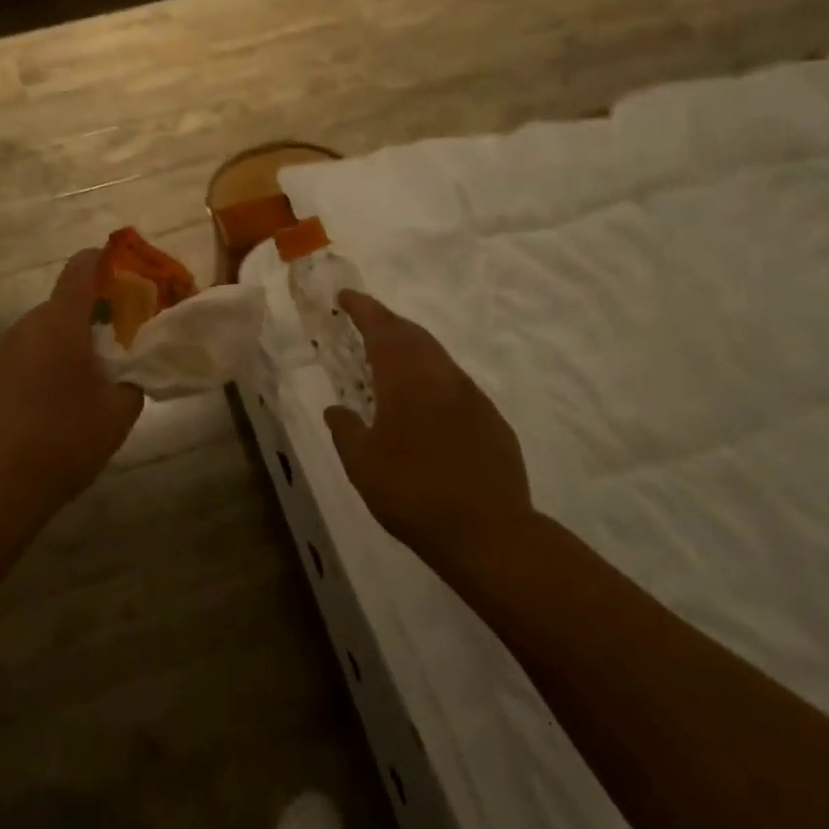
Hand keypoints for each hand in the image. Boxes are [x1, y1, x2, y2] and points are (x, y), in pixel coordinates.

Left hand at [0, 249, 143, 518]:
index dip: (102, 263)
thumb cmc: (61, 443)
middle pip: (57, 312)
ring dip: (52, 357)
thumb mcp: (117, 416)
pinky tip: (28, 425)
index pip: (80, 270)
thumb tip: (129, 374)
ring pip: (30, 344)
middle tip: (104, 358)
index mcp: (60, 326)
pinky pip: (5, 372)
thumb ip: (132, 383)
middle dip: (82, 326)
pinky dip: (22, 383)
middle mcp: (21, 330)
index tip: (120, 274)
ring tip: (66, 401)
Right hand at [325, 291, 534, 566]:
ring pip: (438, 358)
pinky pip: (457, 386)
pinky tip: (427, 404)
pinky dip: (434, 379)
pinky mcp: (492, 420)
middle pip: (413, 335)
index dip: (363, 309)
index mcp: (407, 380)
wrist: (488, 532)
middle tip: (366, 321)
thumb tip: (336, 410)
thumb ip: (345, 430)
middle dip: (388, 322)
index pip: (382, 329)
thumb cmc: (413, 493)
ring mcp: (472, 397)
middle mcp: (442, 378)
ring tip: (391, 360)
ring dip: (412, 349)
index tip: (346, 296)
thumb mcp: (362, 465)